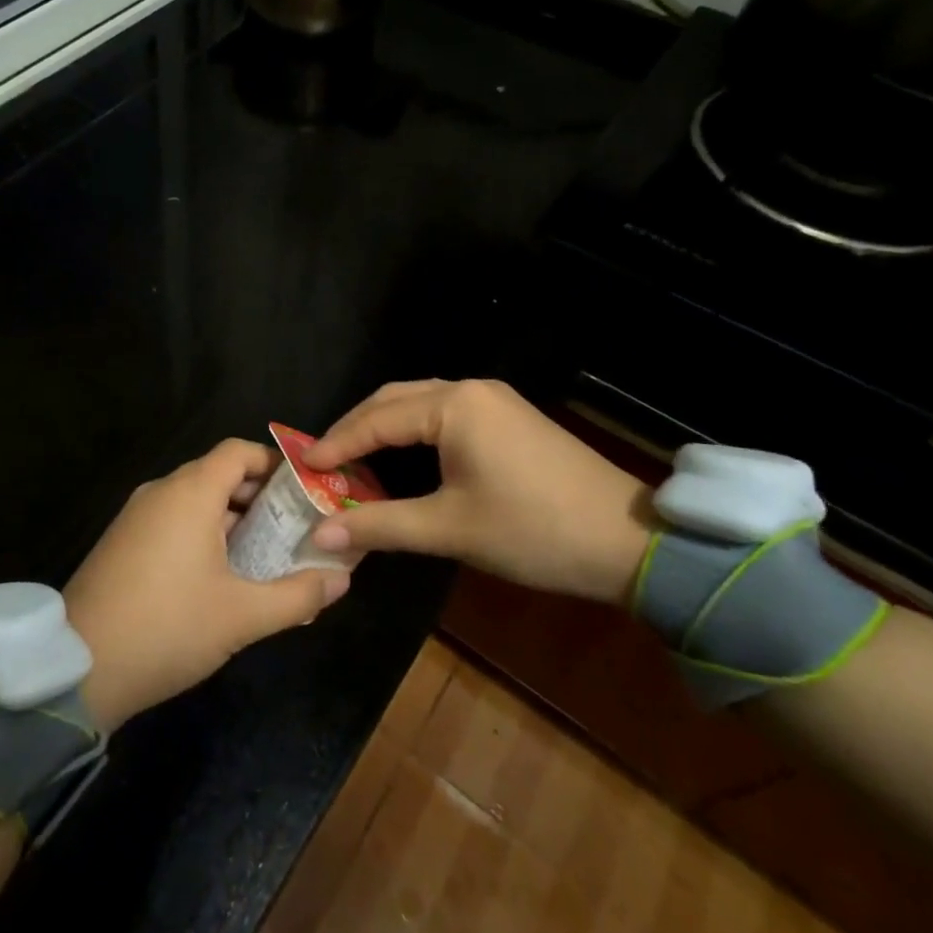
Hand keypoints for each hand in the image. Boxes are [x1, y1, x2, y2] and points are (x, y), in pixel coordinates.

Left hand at [62, 439, 350, 732]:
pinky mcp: (121, 541)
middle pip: (218, 474)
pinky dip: (200, 531)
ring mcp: (136, 515)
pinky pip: (171, 519)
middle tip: (293, 527)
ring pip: (194, 499)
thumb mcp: (242, 617)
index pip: (238, 451)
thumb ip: (297, 595)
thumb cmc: (169, 627)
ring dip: (230, 517)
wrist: (79, 667)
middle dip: (258, 496)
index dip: (273, 463)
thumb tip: (342, 580)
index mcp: (191, 493)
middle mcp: (161, 491)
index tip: (304, 490)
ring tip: (263, 554)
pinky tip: (217, 574)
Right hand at [301, 379, 653, 604]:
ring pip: (420, 403)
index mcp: (453, 405)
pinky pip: (444, 414)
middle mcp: (469, 390)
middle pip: (394, 399)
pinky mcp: (509, 418)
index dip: (337, 444)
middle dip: (356, 428)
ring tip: (353, 460)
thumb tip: (319, 535)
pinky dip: (412, 432)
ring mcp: (493, 401)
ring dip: (384, 428)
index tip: (303, 467)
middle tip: (324, 460)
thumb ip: (381, 526)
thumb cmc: (533, 530)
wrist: (629, 542)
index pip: (377, 419)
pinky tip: (400, 458)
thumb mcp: (450, 529)